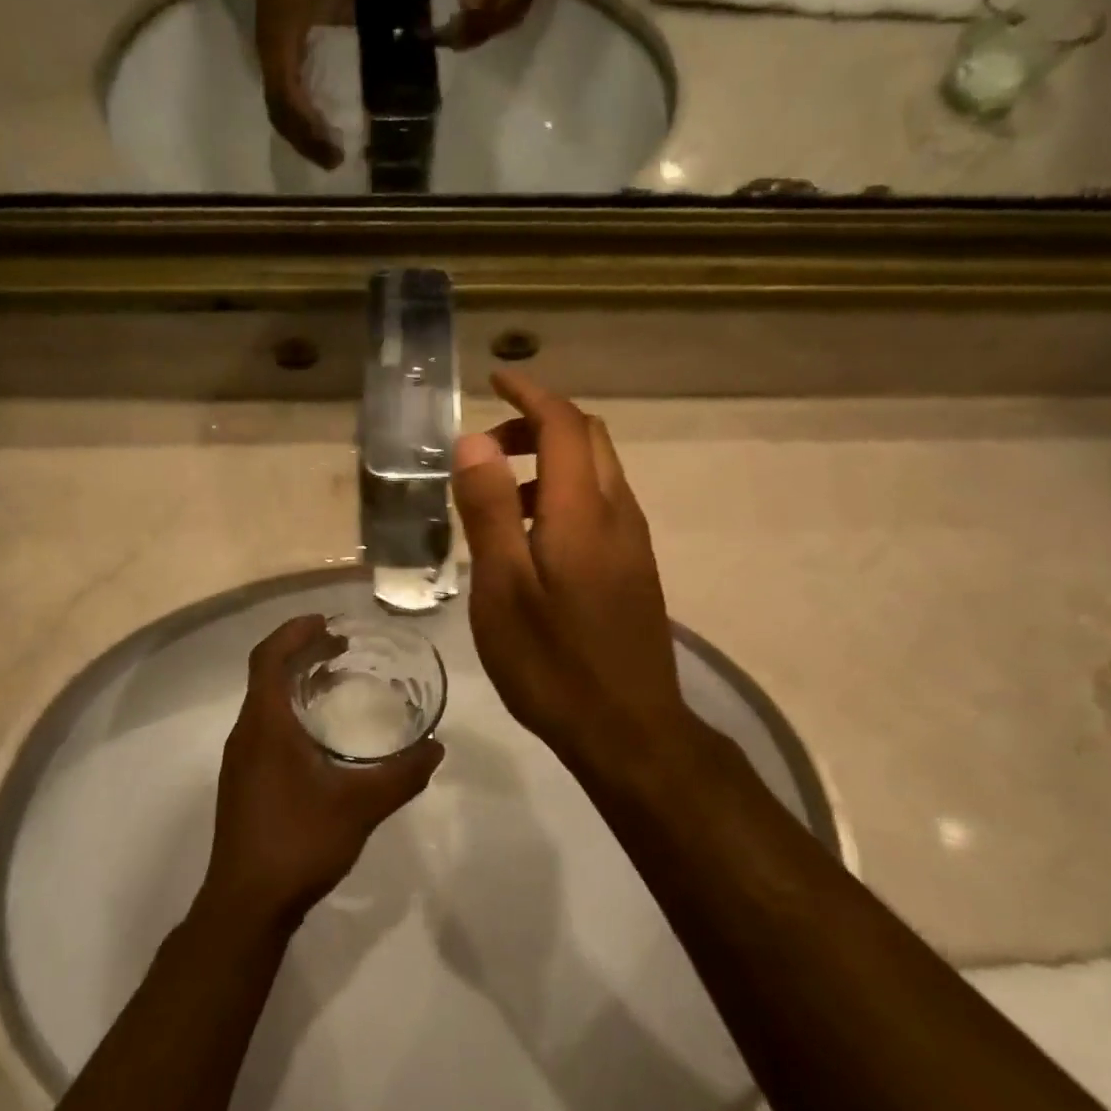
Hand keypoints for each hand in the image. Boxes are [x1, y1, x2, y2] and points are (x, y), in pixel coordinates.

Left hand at [199, 616, 442, 930]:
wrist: (246, 905)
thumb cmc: (298, 842)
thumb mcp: (360, 806)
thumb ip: (402, 775)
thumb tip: (436, 748)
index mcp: (265, 725)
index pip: (268, 657)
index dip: (294, 631)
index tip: (327, 620)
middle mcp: (245, 734)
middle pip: (266, 674)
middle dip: (301, 652)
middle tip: (342, 646)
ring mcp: (240, 760)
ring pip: (265, 702)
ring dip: (296, 682)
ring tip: (336, 680)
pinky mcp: (244, 782)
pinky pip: (265, 726)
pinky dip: (291, 711)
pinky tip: (321, 734)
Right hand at [253, 0, 355, 168]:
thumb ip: (358, 25)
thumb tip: (389, 50)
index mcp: (281, 54)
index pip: (291, 109)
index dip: (311, 136)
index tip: (335, 153)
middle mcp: (271, 64)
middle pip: (282, 120)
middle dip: (306, 144)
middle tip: (334, 162)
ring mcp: (270, 60)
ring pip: (280, 112)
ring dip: (301, 135)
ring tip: (325, 151)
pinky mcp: (275, 55)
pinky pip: (284, 97)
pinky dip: (299, 117)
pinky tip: (316, 125)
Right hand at [451, 371, 690, 775]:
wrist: (629, 730)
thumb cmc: (553, 662)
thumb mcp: (503, 588)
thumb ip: (490, 510)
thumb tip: (475, 442)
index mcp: (583, 510)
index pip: (563, 424)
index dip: (529, 394)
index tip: (494, 379)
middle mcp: (617, 513)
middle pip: (588, 438)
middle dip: (539, 424)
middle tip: (487, 449)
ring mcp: (632, 542)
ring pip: (596, 473)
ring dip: (550, 463)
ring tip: (498, 499)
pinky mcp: (635, 568)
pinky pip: (600, 506)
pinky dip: (563, 495)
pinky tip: (530, 541)